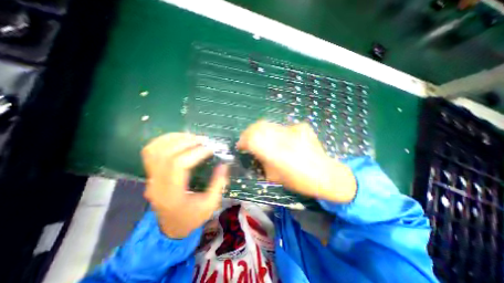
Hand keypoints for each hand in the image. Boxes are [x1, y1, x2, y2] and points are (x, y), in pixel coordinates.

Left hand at [141, 132, 227, 237]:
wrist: (171, 227)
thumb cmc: (192, 217)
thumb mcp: (210, 204)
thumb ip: (218, 183)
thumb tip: (224, 164)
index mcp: (172, 194)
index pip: (178, 165)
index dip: (196, 153)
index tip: (211, 149)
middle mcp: (156, 184)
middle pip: (167, 154)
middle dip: (187, 143)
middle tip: (204, 141)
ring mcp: (150, 177)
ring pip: (156, 149)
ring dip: (176, 139)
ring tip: (193, 138)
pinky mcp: (150, 173)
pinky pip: (151, 151)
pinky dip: (164, 140)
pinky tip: (179, 139)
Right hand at [239, 121, 355, 201]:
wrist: (326, 175)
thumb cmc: (297, 181)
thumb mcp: (272, 176)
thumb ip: (261, 161)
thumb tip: (254, 152)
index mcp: (273, 152)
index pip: (251, 138)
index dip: (243, 141)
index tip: (241, 146)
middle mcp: (282, 137)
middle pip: (259, 126)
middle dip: (250, 132)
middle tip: (248, 139)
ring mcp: (293, 129)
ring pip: (270, 124)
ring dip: (262, 131)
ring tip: (263, 139)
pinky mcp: (301, 126)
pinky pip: (283, 127)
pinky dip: (277, 132)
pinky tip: (283, 140)